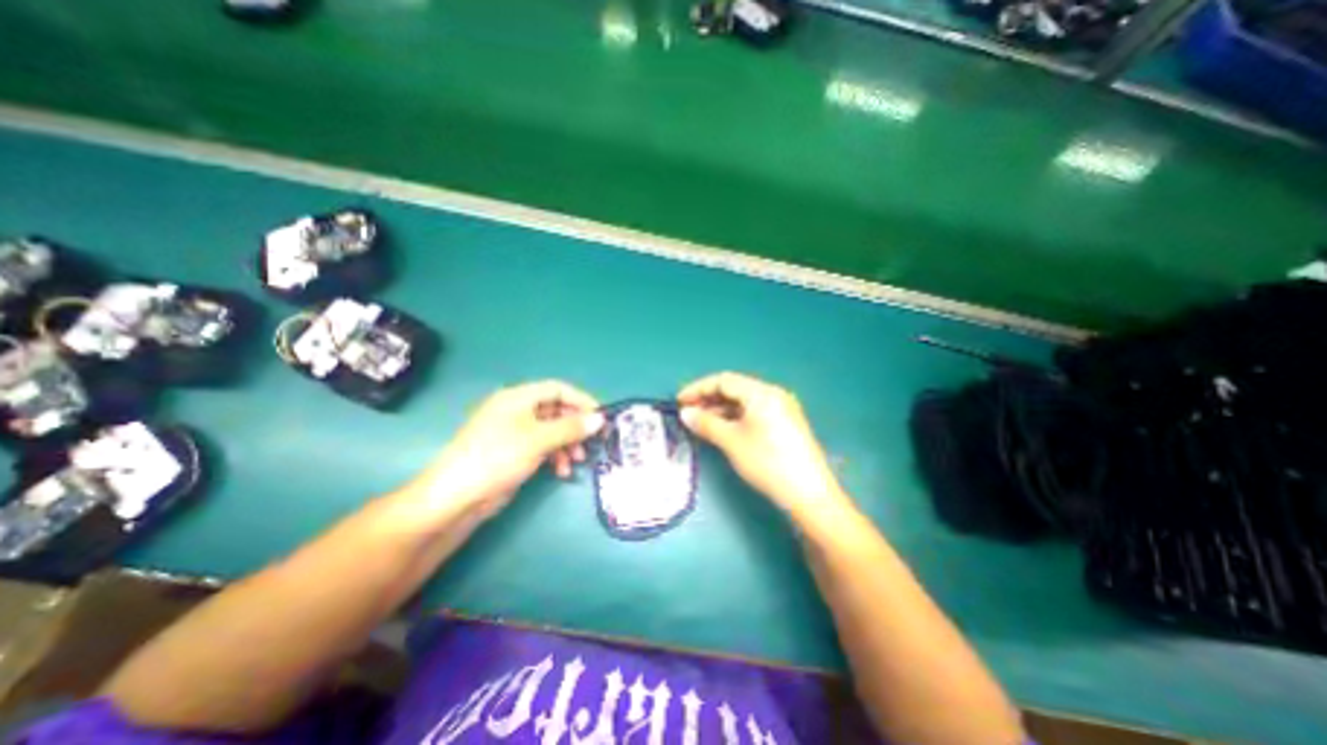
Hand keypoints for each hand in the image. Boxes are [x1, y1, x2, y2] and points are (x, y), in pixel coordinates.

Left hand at [404, 385, 605, 522]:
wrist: (456, 497)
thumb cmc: (497, 457)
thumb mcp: (538, 440)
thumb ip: (571, 427)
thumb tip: (600, 419)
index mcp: (518, 397)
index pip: (557, 389)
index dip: (581, 400)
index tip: (600, 416)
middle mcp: (517, 410)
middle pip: (556, 410)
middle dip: (575, 426)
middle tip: (592, 442)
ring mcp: (515, 432)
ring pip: (551, 430)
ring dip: (567, 443)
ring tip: (576, 461)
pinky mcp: (514, 452)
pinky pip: (543, 446)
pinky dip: (555, 455)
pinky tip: (561, 471)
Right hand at [679, 372, 855, 524]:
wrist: (808, 494)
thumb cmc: (767, 462)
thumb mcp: (732, 441)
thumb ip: (706, 423)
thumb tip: (685, 414)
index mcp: (761, 392)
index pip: (724, 380)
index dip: (698, 388)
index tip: (679, 402)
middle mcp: (773, 394)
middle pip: (734, 388)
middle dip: (709, 398)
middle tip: (688, 413)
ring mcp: (781, 408)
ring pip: (744, 401)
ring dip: (720, 409)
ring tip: (701, 423)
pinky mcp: (785, 423)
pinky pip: (754, 412)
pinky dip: (735, 418)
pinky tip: (722, 429)